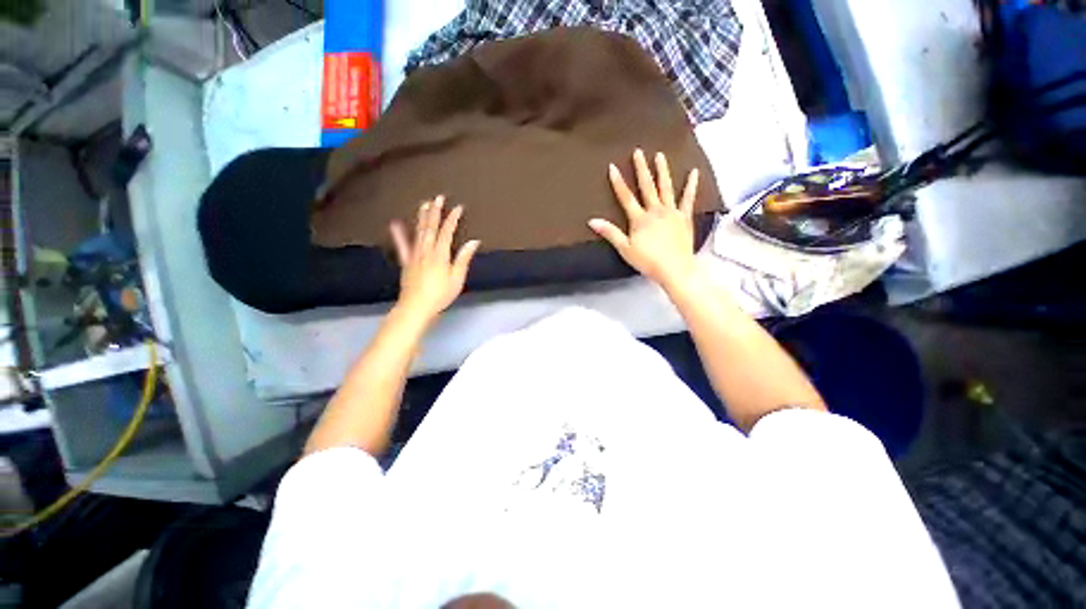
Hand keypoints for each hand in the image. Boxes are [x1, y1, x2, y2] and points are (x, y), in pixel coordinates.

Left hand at [390, 196, 480, 324]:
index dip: (452, 219)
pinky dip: (399, 234)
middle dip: (435, 212)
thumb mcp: (457, 278)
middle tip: (438, 197)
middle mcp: (426, 250)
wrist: (416, 306)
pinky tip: (395, 224)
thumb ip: (463, 258)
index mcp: (440, 254)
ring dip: (422, 217)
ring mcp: (414, 255)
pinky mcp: (407, 262)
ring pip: (418, 232)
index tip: (458, 207)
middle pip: (431, 228)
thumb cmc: (441, 294)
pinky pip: (402, 246)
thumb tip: (474, 242)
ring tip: (424, 204)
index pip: (447, 232)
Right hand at [589, 149, 699, 290]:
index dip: (618, 182)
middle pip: (647, 187)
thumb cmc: (648, 261)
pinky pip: (688, 199)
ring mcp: (672, 212)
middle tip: (638, 151)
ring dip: (662, 171)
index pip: (626, 197)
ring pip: (666, 188)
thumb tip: (592, 221)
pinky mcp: (684, 217)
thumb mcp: (625, 249)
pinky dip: (691, 185)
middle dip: (641, 169)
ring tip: (660, 155)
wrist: (675, 269)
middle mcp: (655, 211)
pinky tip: (693, 172)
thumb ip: (610, 233)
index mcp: (640, 219)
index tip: (613, 167)